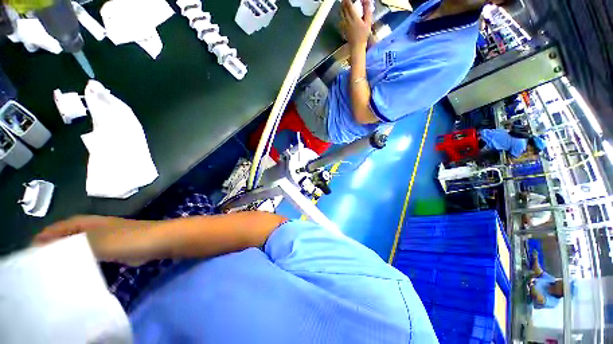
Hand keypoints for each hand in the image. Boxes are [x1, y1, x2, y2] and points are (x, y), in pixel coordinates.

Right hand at [34, 216, 155, 265]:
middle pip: (69, 235)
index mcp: (88, 222)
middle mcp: (96, 227)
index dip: (46, 236)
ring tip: (54, 268)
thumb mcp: (94, 242)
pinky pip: (94, 253)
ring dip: (69, 254)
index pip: (60, 226)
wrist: (158, 241)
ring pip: (81, 245)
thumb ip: (72, 247)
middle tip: (39, 262)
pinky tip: (79, 269)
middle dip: (55, 246)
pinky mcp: (117, 248)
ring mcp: (108, 237)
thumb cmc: (126, 239)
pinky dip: (84, 260)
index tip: (31, 249)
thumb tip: (50, 251)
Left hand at [340, 0, 372, 48]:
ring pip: (341, 13)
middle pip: (343, 8)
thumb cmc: (363, 35)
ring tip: (344, 3)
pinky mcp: (343, 28)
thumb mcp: (368, 22)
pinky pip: (341, 18)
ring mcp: (344, 24)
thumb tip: (367, 1)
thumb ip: (367, 11)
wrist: (356, 46)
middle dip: (344, 2)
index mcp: (354, 17)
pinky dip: (342, 13)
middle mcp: (347, 20)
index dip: (347, 0)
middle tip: (345, 0)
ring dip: (342, 7)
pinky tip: (343, 13)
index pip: (349, 5)